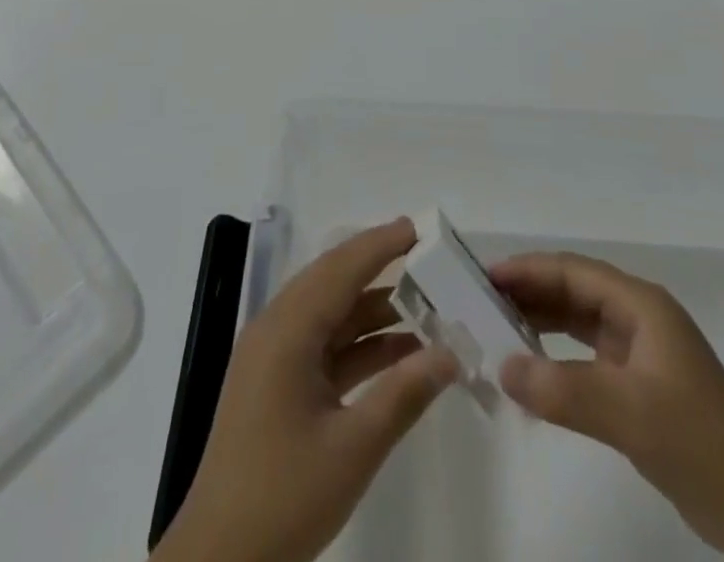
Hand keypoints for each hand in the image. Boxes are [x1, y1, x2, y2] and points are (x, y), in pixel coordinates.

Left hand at [155, 218, 457, 561]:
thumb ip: (403, 394)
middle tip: (426, 255)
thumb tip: (450, 353)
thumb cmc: (284, 497)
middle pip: (333, 282)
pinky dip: (359, 344)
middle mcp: (276, 330)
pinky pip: (323, 346)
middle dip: (379, 266)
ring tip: (425, 303)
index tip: (419, 227)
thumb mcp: (353, 449)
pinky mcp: (276, 384)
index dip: (380, 244)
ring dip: (373, 309)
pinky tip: (399, 352)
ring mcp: (273, 358)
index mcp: (286, 331)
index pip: (340, 269)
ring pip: (330, 314)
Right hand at [492, 251, 723, 561]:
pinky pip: (585, 355)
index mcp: (641, 305)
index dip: (527, 269)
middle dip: (528, 293)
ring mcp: (640, 351)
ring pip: (577, 321)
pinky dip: (556, 356)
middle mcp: (638, 317)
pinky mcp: (639, 383)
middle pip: (572, 290)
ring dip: (539, 322)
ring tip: (495, 330)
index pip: (572, 271)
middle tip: (479, 303)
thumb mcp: (630, 413)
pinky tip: (533, 369)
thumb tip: (501, 366)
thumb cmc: (700, 444)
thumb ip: (563, 390)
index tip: (483, 278)